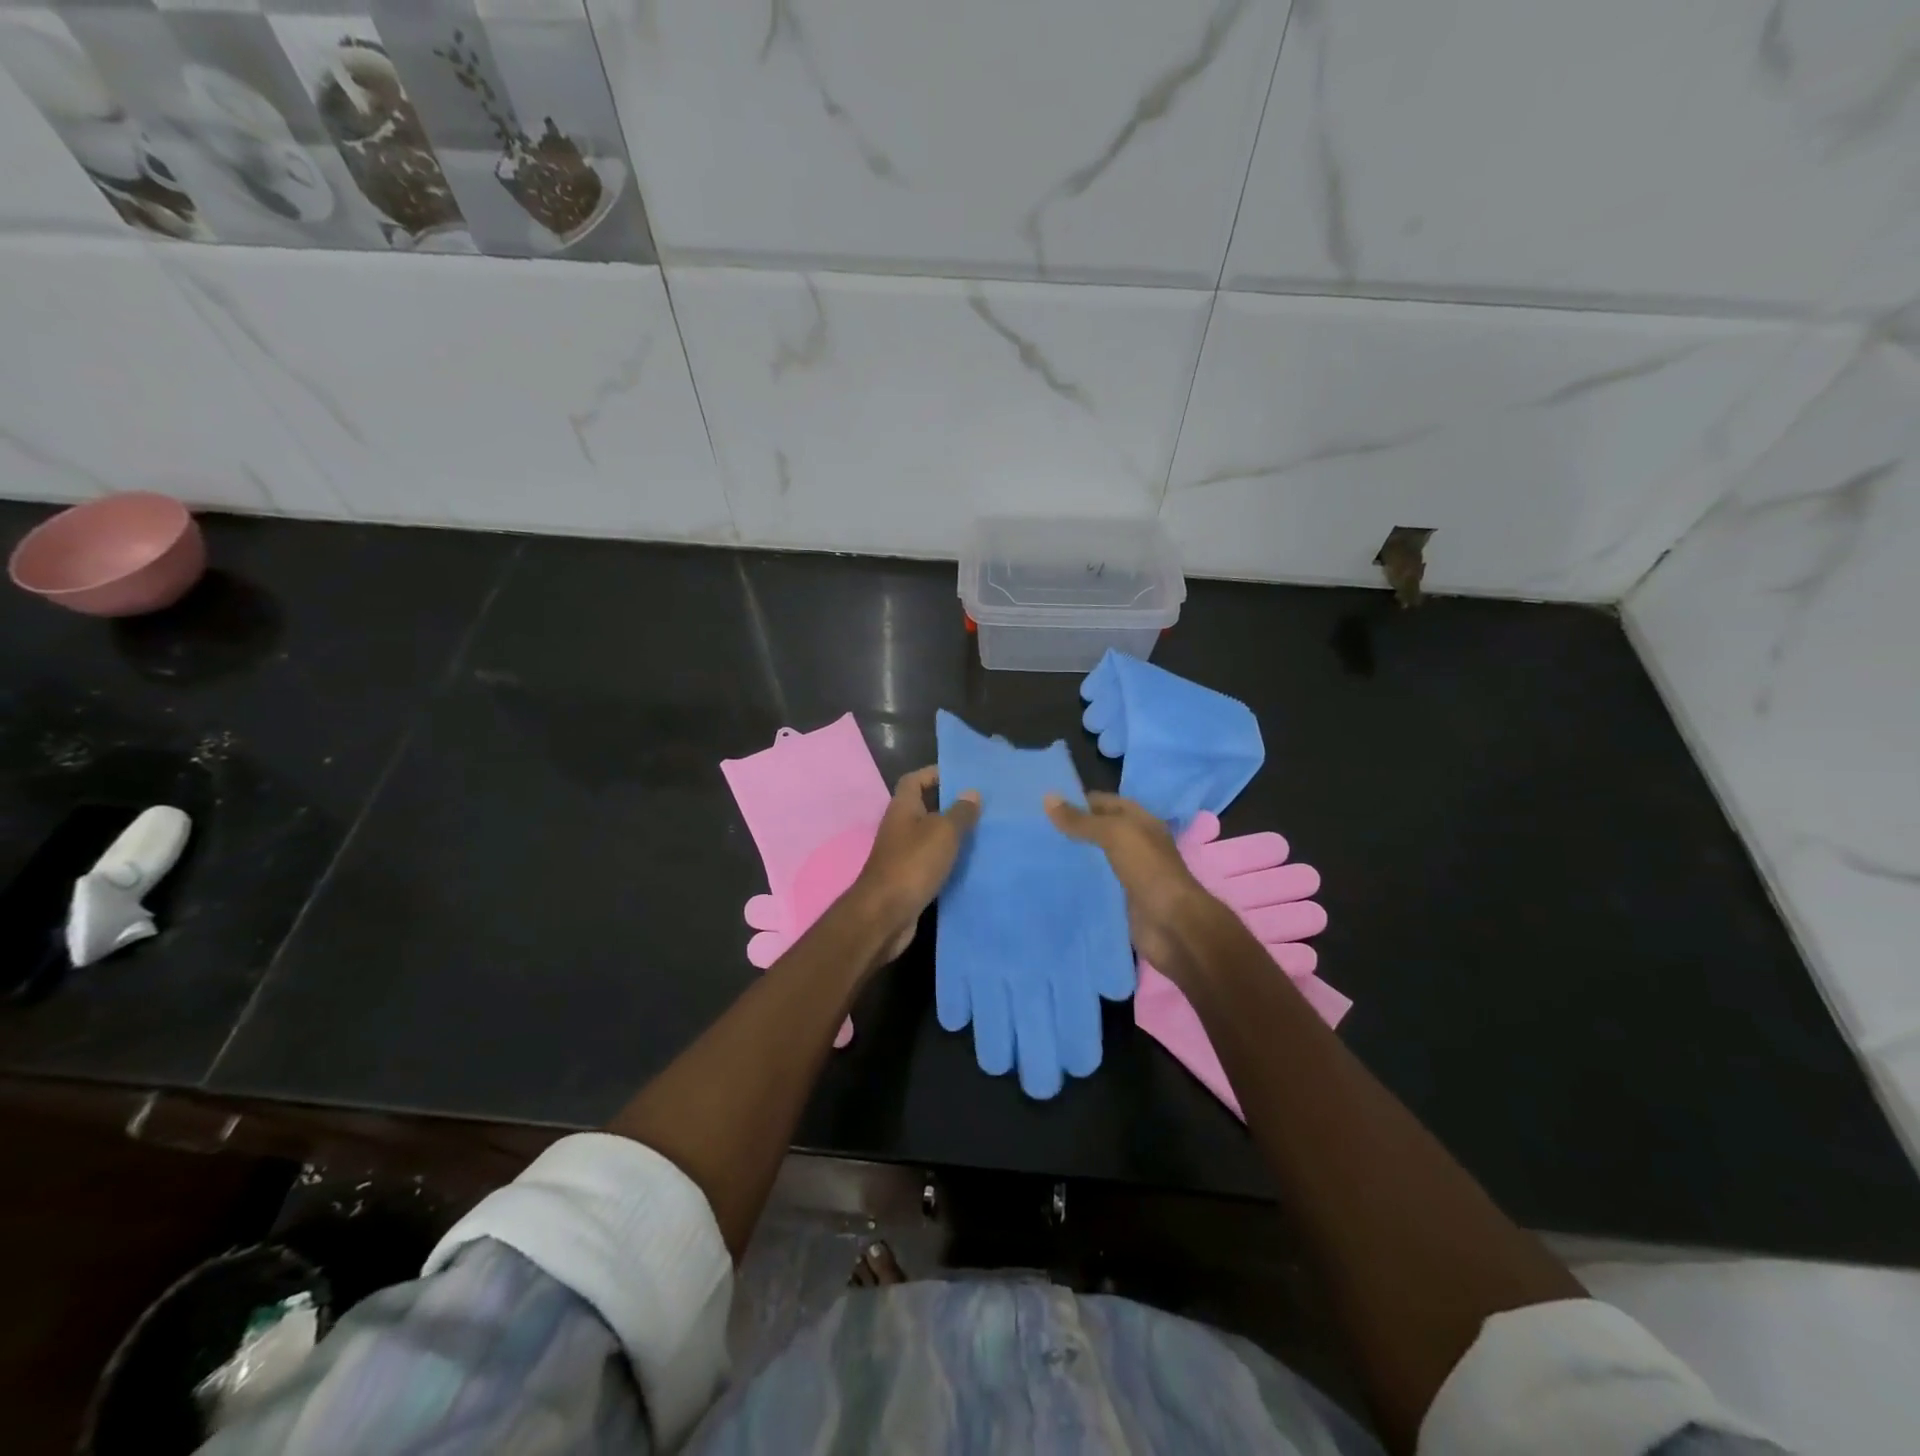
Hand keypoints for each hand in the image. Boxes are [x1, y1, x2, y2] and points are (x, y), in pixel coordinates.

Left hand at [848, 766, 980, 962]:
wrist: (885, 915)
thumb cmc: (913, 864)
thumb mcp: (943, 832)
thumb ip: (959, 812)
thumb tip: (971, 792)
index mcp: (903, 808)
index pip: (915, 779)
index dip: (935, 774)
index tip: (962, 777)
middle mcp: (900, 827)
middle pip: (925, 807)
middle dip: (950, 805)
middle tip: (981, 806)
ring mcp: (902, 854)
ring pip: (930, 836)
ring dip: (952, 834)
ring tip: (983, 832)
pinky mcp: (908, 878)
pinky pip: (932, 861)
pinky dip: (948, 860)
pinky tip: (971, 863)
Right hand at [1044, 791, 1225, 974]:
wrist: (1173, 926)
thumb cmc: (1148, 870)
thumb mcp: (1115, 835)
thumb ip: (1081, 820)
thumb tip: (1048, 798)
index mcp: (1139, 822)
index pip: (1103, 803)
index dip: (1075, 801)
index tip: (1041, 805)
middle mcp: (1135, 845)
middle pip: (1097, 832)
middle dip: (1070, 830)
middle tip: (1032, 830)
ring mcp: (1129, 874)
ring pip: (1094, 860)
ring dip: (1072, 858)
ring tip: (1036, 854)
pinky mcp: (1121, 900)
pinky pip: (1095, 886)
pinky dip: (1077, 884)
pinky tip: (1052, 883)